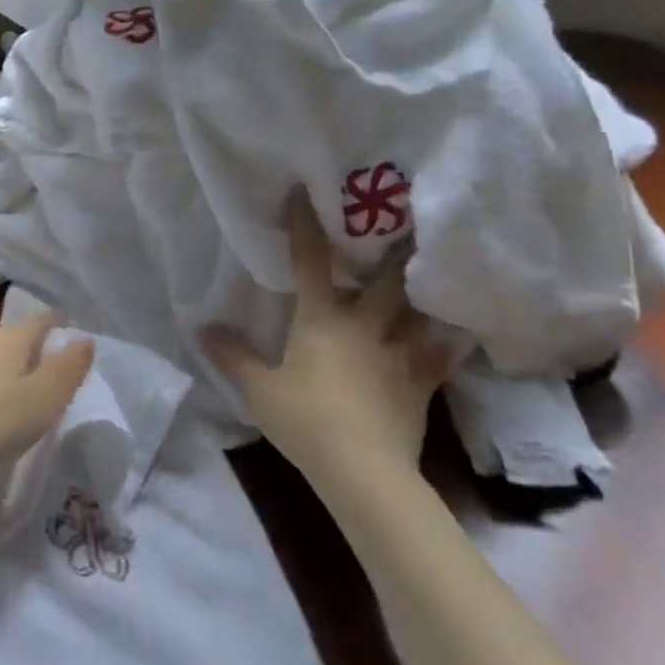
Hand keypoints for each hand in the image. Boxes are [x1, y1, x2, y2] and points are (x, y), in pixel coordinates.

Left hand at [0, 315, 94, 492]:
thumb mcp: (42, 401)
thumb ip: (68, 370)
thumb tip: (86, 339)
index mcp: (11, 339)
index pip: (42, 320)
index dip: (59, 324)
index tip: (71, 330)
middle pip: (12, 337)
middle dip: (29, 349)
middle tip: (45, 371)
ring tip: (10, 393)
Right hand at [203, 192, 468, 475]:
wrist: (364, 473)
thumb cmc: (306, 421)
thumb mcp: (260, 390)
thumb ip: (232, 355)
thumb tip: (200, 327)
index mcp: (321, 318)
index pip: (310, 261)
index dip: (306, 224)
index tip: (304, 192)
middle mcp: (363, 324)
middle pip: (383, 279)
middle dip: (394, 249)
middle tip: (406, 220)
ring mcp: (397, 352)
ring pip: (418, 310)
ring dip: (427, 288)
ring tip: (439, 266)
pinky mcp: (421, 383)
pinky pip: (442, 354)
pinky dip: (452, 340)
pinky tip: (464, 328)